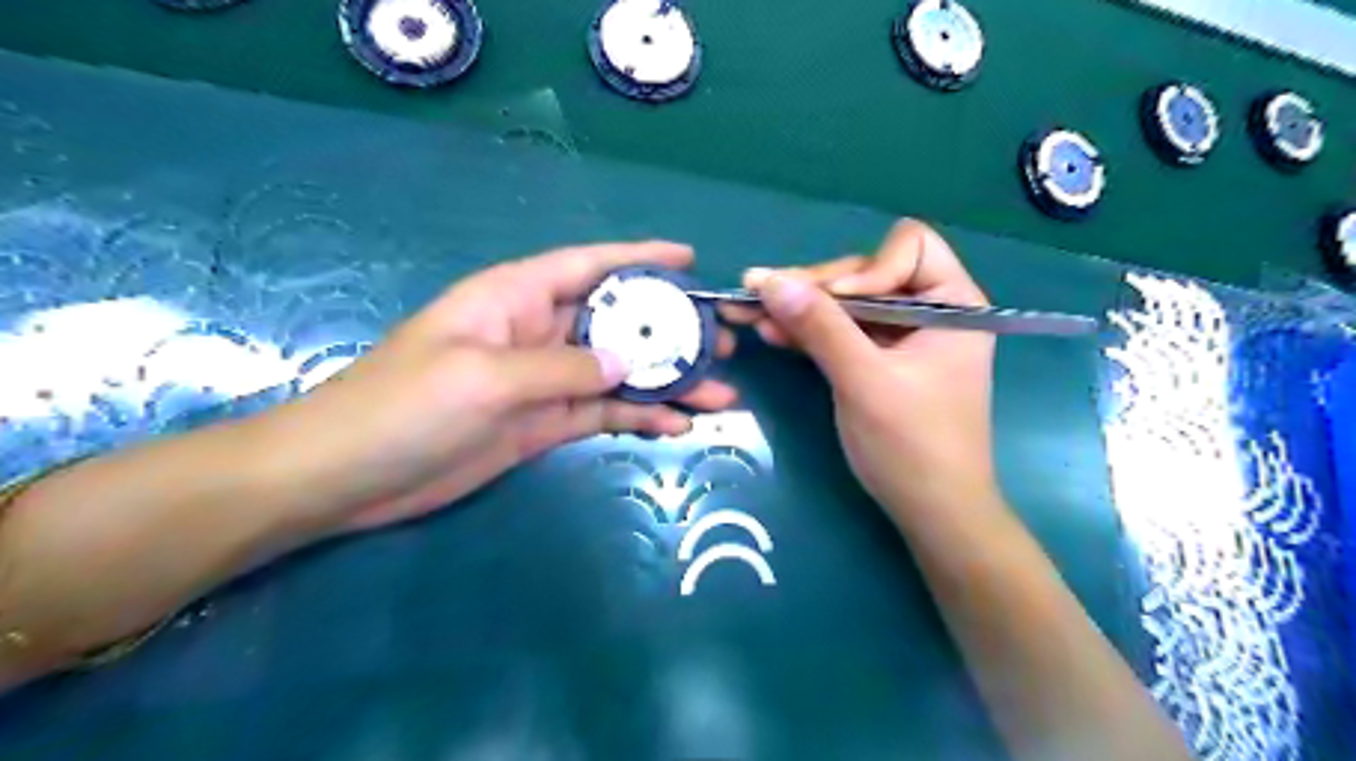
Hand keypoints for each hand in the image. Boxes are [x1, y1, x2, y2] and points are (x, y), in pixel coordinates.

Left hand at [280, 240, 735, 531]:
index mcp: (515, 298)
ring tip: (720, 394)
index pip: (588, 265)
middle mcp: (536, 332)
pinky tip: (677, 425)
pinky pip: (603, 413)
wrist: (349, 477)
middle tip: (724, 343)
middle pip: (616, 323)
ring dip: (667, 382)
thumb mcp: (486, 377)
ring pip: (619, 373)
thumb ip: (562, 368)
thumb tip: (629, 365)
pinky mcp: (543, 424)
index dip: (639, 258)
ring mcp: (543, 382)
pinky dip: (640, 417)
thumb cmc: (404, 407)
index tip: (689, 258)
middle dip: (670, 331)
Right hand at [719, 217, 991, 517]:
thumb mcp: (863, 381)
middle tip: (759, 295)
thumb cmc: (912, 446)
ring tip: (751, 311)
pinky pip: (843, 333)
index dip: (866, 270)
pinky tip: (772, 332)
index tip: (833, 306)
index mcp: (953, 304)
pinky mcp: (880, 361)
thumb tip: (768, 279)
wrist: (932, 513)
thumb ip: (819, 327)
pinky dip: (810, 332)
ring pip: (848, 304)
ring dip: (802, 309)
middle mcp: (931, 311)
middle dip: (816, 288)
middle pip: (867, 274)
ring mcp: (903, 337)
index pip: (908, 248)